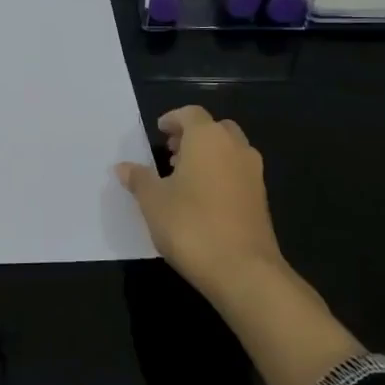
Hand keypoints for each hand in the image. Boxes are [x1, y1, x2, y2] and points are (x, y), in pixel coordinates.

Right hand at [115, 106, 284, 305]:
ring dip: (208, 155)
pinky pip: (238, 173)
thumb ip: (138, 179)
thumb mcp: (153, 201)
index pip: (190, 113)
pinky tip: (202, 200)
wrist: (244, 271)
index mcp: (208, 138)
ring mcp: (253, 174)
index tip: (158, 131)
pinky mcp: (261, 199)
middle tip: (171, 152)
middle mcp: (235, 148)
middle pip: (214, 128)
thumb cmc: (191, 225)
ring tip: (183, 177)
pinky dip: (221, 175)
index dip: (173, 119)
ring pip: (229, 150)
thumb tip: (123, 167)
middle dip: (193, 136)